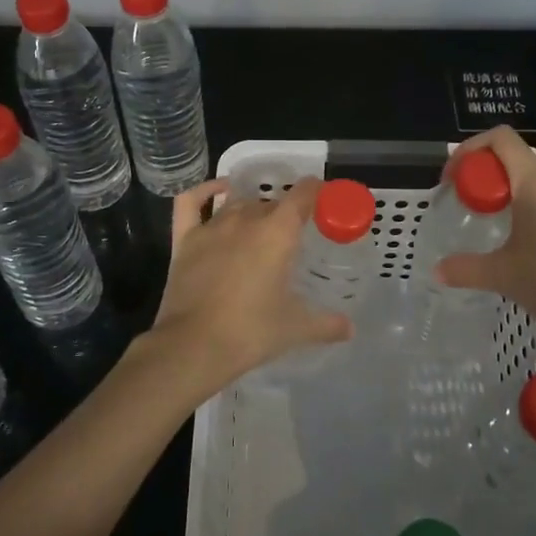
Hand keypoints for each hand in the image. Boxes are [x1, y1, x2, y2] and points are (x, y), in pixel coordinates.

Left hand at [137, 175, 351, 397]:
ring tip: (261, 226)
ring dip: (253, 209)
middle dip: (284, 213)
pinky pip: (192, 202)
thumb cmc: (250, 332)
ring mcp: (212, 227)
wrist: (194, 346)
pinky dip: (206, 190)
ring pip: (238, 204)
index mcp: (277, 233)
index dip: (316, 190)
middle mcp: (246, 219)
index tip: (324, 197)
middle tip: (293, 236)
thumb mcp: (295, 329)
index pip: (302, 195)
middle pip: (270, 202)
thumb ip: (326, 324)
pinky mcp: (185, 239)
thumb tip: (350, 329)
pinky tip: (218, 190)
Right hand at [436, 127, 535, 356]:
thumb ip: (466, 268)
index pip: (501, 139)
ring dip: (505, 195)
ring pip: (533, 183)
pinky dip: (527, 210)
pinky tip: (520, 244)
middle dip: (484, 176)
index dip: (470, 148)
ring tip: (488, 225)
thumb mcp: (503, 276)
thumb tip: (437, 271)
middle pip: (514, 160)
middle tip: (465, 204)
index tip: (453, 178)